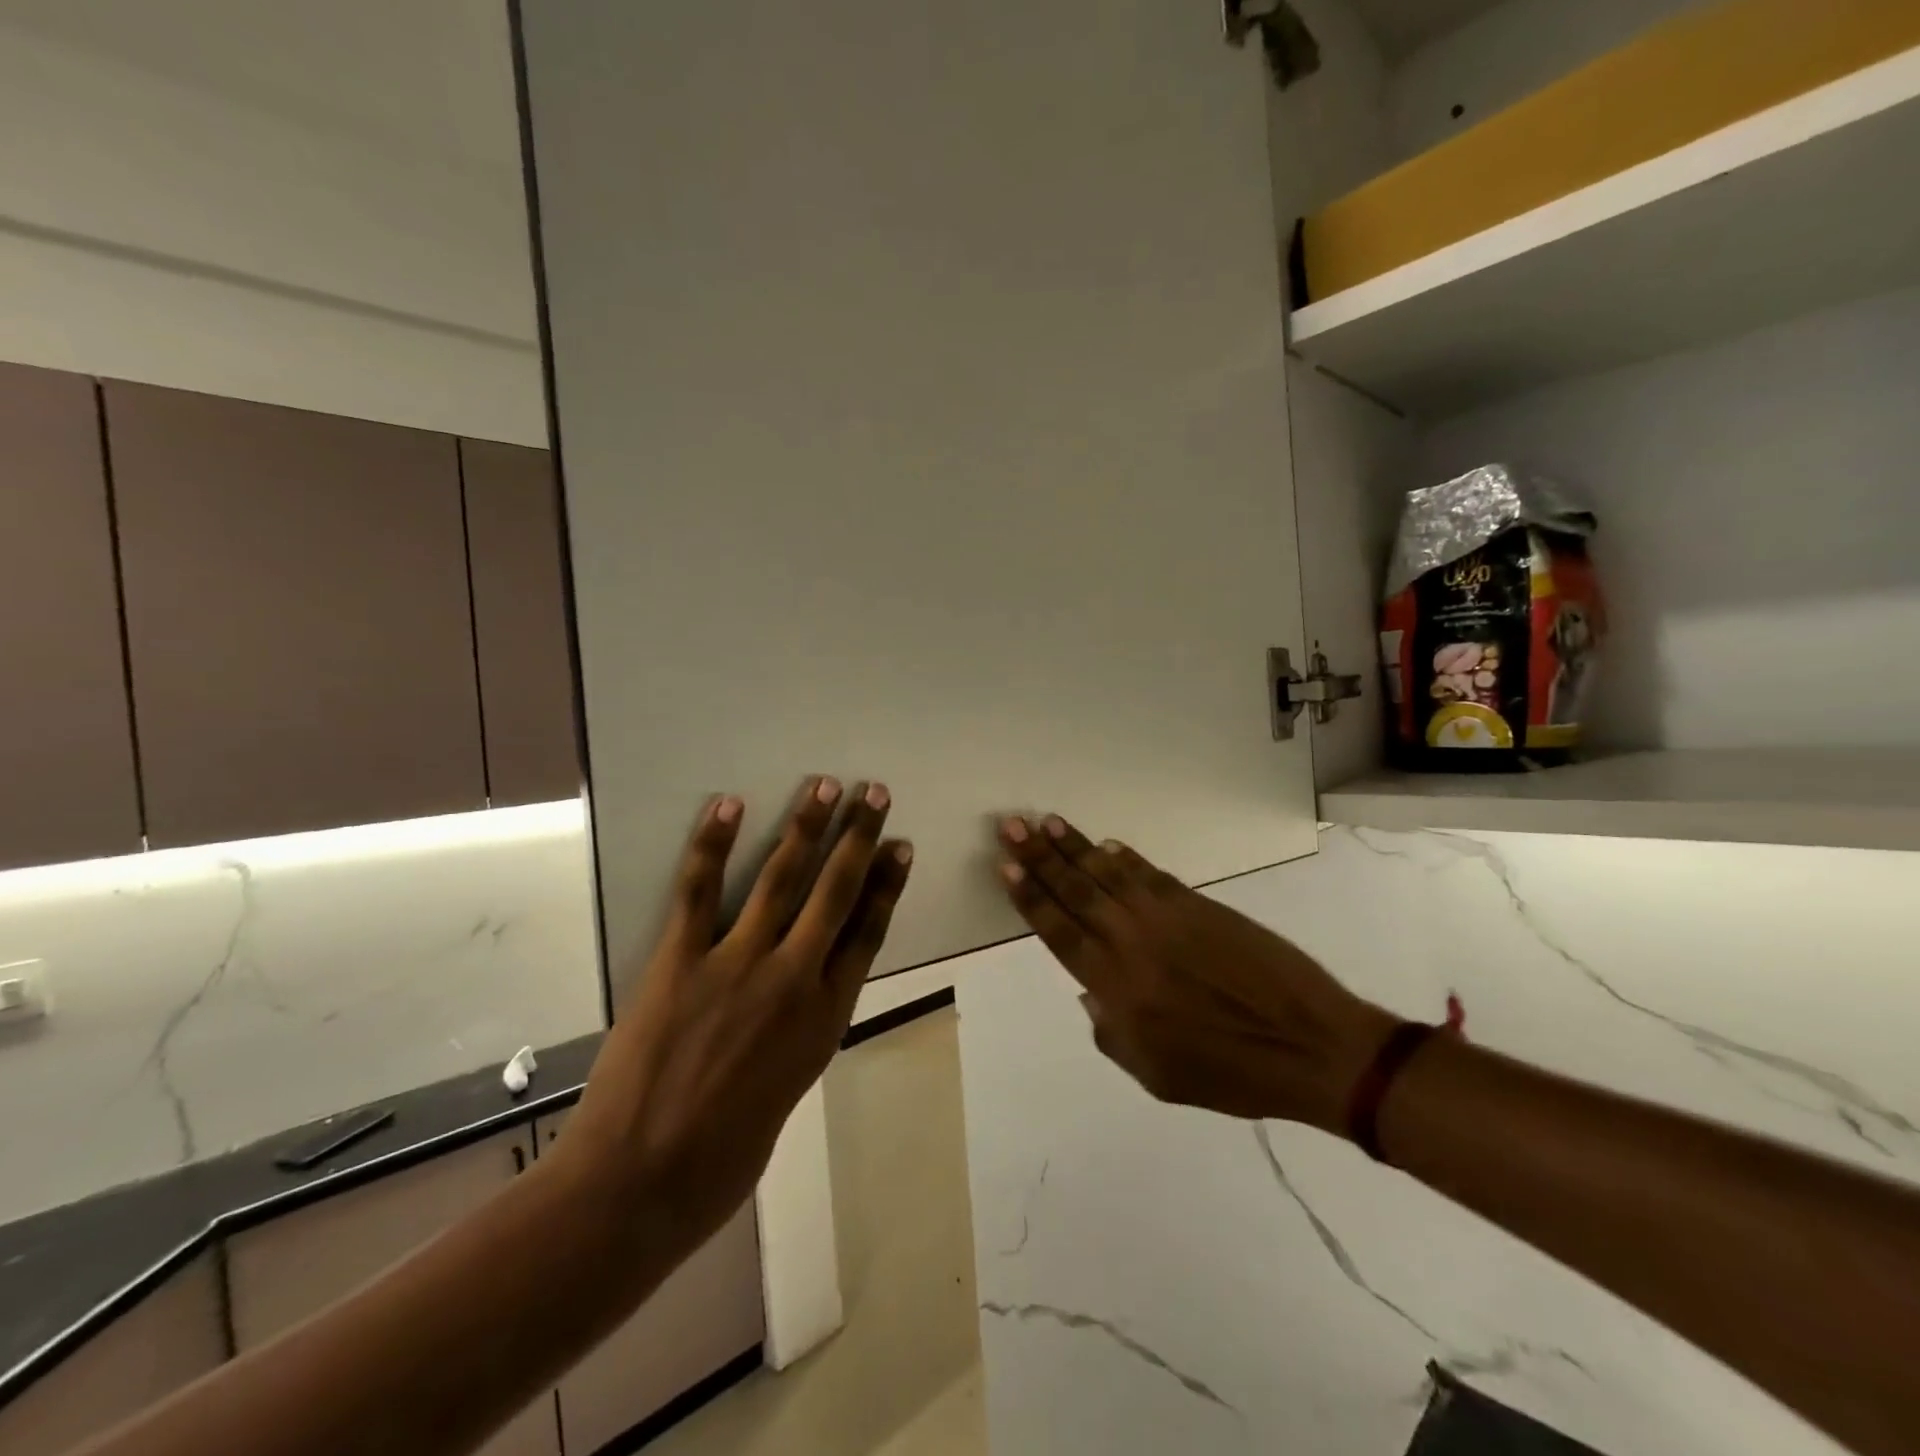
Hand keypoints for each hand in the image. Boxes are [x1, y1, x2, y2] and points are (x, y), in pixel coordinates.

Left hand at [553, 778, 911, 1258]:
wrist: (637, 1188)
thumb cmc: (721, 1161)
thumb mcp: (788, 1093)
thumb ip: (799, 1033)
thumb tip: (801, 996)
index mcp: (824, 1019)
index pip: (868, 933)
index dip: (887, 885)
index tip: (900, 847)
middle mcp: (792, 980)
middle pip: (836, 893)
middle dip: (858, 838)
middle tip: (875, 794)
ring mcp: (736, 965)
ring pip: (781, 879)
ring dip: (807, 827)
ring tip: (825, 787)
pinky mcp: (680, 961)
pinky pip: (700, 890)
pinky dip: (714, 843)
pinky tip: (730, 805)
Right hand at [996, 814, 1393, 1132]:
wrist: (1309, 1045)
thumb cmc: (1229, 1073)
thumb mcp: (1156, 1075)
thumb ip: (1111, 1033)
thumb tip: (1088, 992)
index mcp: (1117, 987)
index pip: (1059, 930)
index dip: (1029, 896)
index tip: (1005, 866)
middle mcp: (1132, 942)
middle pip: (1075, 890)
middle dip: (1039, 856)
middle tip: (1011, 826)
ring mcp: (1167, 917)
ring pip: (1108, 873)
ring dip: (1075, 846)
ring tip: (1047, 822)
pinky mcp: (1200, 904)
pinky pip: (1151, 873)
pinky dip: (1126, 857)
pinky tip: (1107, 844)